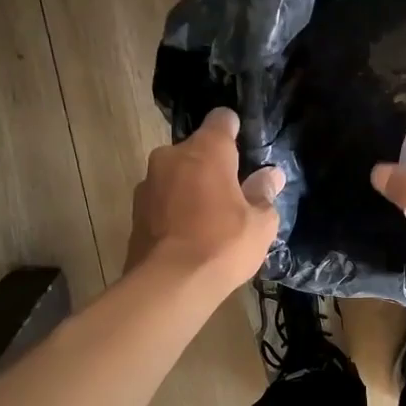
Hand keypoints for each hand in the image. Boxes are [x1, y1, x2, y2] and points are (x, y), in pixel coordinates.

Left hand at [126, 108, 283, 289]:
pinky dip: (173, 210)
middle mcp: (171, 156)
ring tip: (207, 220)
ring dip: (190, 188)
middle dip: (211, 166)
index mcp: (206, 150)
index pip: (221, 120)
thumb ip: (264, 193)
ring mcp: (148, 183)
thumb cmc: (222, 245)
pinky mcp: (134, 211)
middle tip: (231, 195)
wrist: (168, 285)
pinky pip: (162, 200)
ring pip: (176, 176)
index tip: (243, 149)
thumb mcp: (260, 224)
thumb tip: (271, 176)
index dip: (233, 130)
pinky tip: (187, 236)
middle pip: (196, 150)